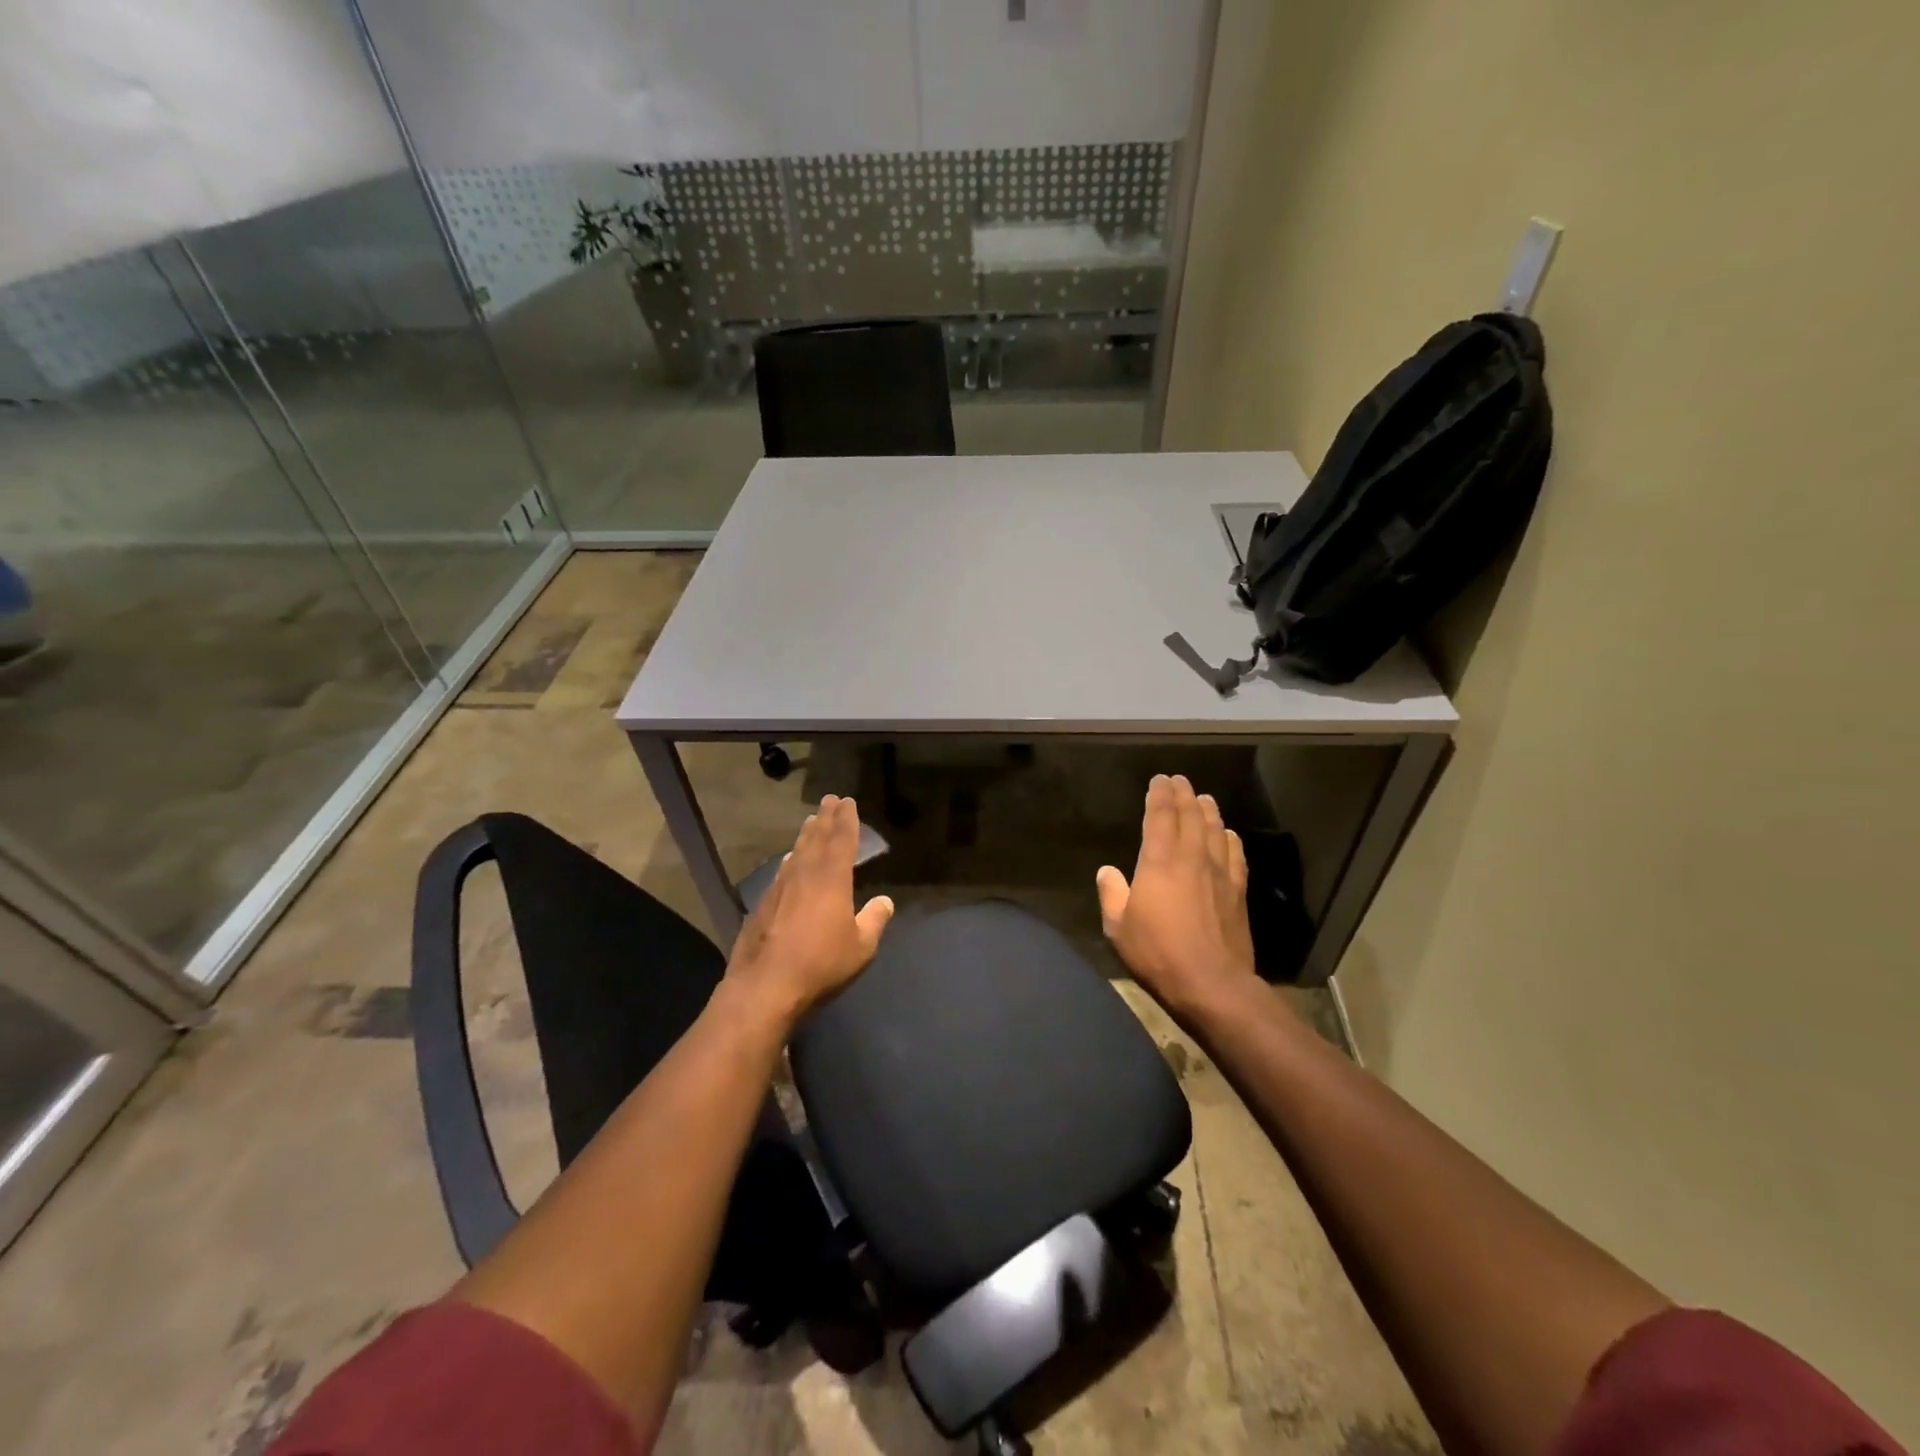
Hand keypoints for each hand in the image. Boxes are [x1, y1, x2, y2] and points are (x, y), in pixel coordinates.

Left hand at [726, 795, 894, 1023]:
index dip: (847, 820)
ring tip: (811, 822)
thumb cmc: (821, 964)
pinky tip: (789, 861)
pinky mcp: (762, 906)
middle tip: (829, 800)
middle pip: (817, 839)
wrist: (765, 987)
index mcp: (832, 879)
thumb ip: (874, 920)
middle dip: (825, 819)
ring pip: (797, 853)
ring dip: (806, 835)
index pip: (842, 840)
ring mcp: (780, 889)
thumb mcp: (861, 947)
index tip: (848, 802)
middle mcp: (804, 875)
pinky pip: (782, 872)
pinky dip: (790, 861)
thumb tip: (885, 901)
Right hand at [1097, 775, 1255, 1017]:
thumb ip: (1112, 894)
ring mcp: (1219, 873)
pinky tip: (1229, 834)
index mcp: (1159, 861)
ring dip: (1207, 811)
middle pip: (1190, 816)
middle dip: (1183, 795)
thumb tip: (1107, 871)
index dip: (1159, 795)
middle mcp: (1191, 858)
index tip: (1159, 780)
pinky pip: (1235, 855)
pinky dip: (1230, 839)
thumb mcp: (1118, 927)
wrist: (1211, 984)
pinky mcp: (1238, 892)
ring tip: (1203, 798)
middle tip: (1179, 781)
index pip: (1160, 816)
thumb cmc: (1157, 953)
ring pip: (1215, 830)